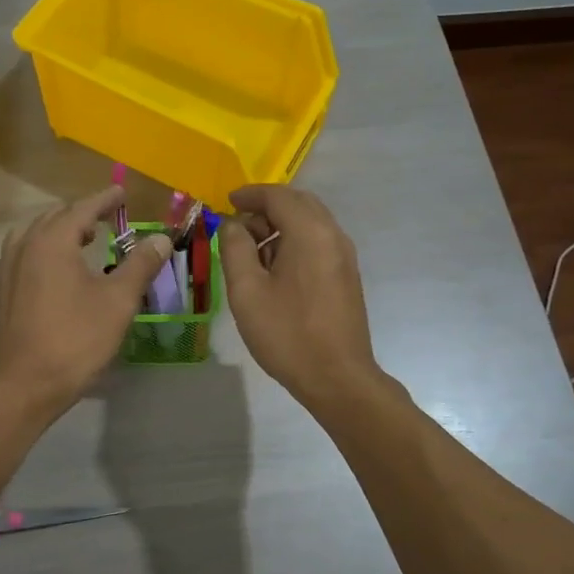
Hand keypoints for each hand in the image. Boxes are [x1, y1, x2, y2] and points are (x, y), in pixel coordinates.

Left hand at [0, 187, 171, 420]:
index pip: (82, 208)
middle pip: (54, 217)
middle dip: (81, 213)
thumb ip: (140, 265)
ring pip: (33, 234)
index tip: (121, 192)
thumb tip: (161, 238)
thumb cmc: (75, 340)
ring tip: (81, 238)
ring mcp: (6, 269)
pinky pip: (20, 255)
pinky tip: (50, 267)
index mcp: (53, 241)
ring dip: (59, 230)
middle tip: (106, 216)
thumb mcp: (118, 302)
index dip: (104, 199)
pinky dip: (40, 249)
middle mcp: (24, 246)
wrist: (23, 385)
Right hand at [218, 185, 381, 408]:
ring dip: (280, 226)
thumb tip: (233, 225)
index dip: (250, 195)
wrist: (337, 378)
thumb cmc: (288, 333)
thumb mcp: (247, 291)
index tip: (227, 202)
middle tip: (237, 227)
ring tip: (251, 252)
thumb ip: (235, 249)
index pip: (278, 196)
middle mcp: (333, 236)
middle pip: (299, 204)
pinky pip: (318, 243)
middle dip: (266, 208)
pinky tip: (274, 270)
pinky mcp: (346, 276)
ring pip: (310, 223)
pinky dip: (294, 242)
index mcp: (310, 232)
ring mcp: (344, 256)